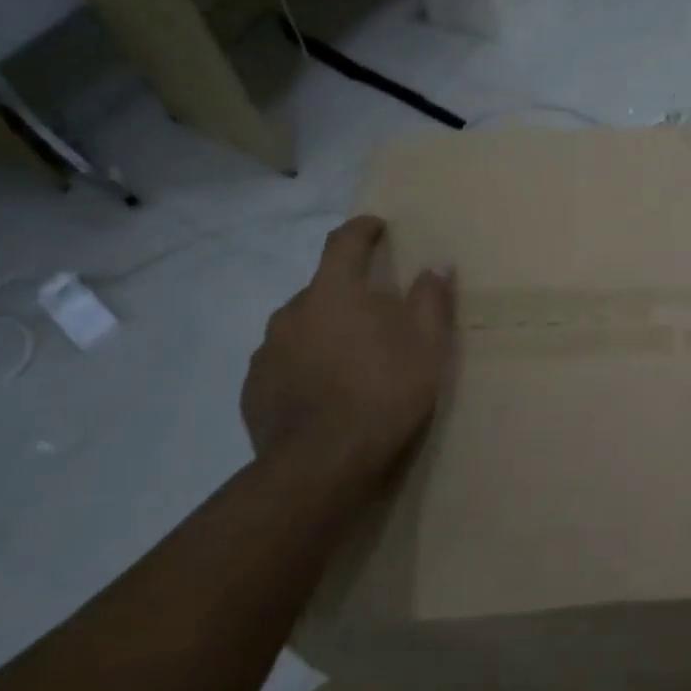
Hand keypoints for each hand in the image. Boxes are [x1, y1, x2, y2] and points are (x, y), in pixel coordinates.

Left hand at [241, 216, 454, 482]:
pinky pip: (285, 364)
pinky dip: (305, 366)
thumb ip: (431, 299)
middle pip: (322, 290)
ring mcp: (267, 352)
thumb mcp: (427, 344)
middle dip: (348, 294)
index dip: (362, 230)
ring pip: (301, 328)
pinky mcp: (254, 389)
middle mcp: (291, 313)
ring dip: (324, 332)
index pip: (344, 244)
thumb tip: (436, 265)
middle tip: (376, 316)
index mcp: (333, 293)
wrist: (322, 464)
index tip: (376, 226)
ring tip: (351, 360)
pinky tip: (326, 392)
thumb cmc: (384, 392)